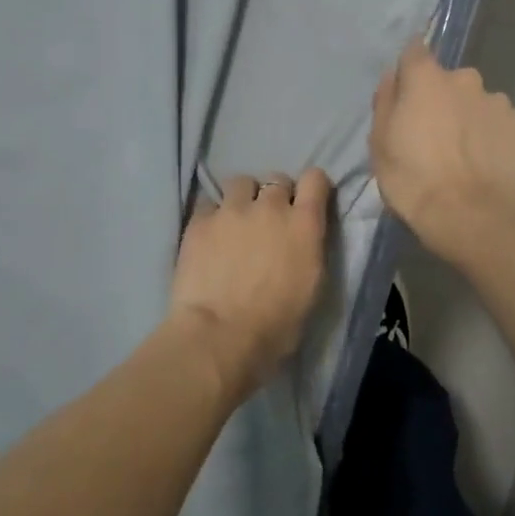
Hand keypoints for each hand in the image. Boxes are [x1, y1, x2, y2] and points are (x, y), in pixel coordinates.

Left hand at [170, 168, 331, 395]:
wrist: (220, 336)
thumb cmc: (276, 325)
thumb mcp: (311, 288)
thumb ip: (308, 251)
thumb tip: (301, 242)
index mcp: (304, 225)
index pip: (315, 179)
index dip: (312, 187)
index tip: (307, 202)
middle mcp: (270, 207)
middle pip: (276, 179)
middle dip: (275, 195)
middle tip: (269, 221)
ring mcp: (231, 210)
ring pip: (240, 182)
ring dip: (243, 197)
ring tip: (236, 220)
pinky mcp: (199, 222)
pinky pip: (209, 204)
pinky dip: (213, 215)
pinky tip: (210, 235)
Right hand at [369, 37, 514, 260]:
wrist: (467, 215)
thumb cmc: (412, 179)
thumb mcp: (379, 143)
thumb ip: (385, 102)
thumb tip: (391, 77)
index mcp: (426, 78)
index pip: (415, 50)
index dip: (410, 69)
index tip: (407, 91)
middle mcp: (466, 79)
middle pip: (450, 80)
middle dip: (444, 99)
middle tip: (436, 134)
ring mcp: (498, 100)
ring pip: (480, 102)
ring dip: (472, 117)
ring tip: (467, 153)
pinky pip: (505, 123)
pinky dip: (497, 136)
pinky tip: (490, 161)